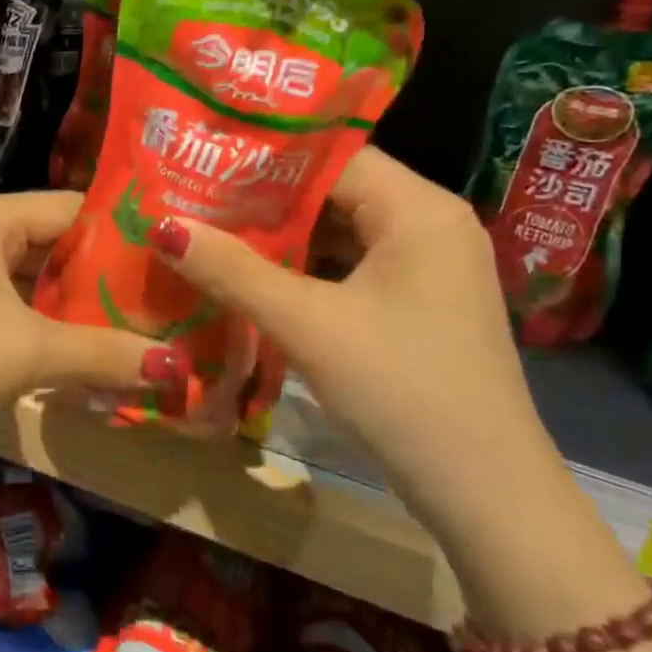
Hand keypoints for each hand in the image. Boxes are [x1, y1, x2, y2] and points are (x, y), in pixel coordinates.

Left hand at [0, 192, 178, 449]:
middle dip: (107, 274)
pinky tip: (91, 343)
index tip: (173, 260)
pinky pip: (20, 298)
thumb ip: (104, 353)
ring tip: (141, 321)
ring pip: (40, 274)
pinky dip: (52, 319)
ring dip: (81, 301)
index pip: (75, 208)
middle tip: (165, 297)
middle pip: (59, 241)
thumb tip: (177, 368)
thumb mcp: (30, 351)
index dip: (125, 234)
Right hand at [148, 147, 569, 540]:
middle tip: (198, 196)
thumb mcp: (307, 325)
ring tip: (216, 228)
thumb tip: (163, 225)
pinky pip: (356, 261)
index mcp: (419, 208)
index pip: (331, 155)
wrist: (488, 496)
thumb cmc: (402, 391)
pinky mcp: (423, 298)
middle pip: (336, 188)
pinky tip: (261, 274)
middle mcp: (432, 221)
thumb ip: (232, 270)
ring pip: (343, 227)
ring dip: (284, 233)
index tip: (204, 162)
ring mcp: (432, 262)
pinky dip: (310, 264)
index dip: (264, 158)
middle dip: (266, 196)